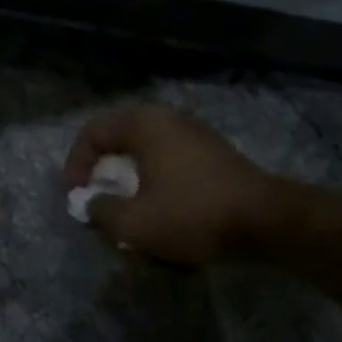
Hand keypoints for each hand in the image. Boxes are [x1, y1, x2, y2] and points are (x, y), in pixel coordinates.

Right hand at [63, 104, 272, 265]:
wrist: (266, 221)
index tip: (76, 198)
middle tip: (96, 200)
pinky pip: (167, 159)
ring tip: (124, 208)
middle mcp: (168, 118)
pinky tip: (157, 208)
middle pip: (118, 138)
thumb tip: (90, 204)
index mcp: (144, 124)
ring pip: (144, 150)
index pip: (92, 133)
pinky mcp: (211, 153)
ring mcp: (193, 133)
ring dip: (127, 177)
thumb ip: (101, 211)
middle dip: (101, 171)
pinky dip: (152, 179)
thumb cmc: (193, 214)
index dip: (75, 165)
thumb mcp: (135, 223)